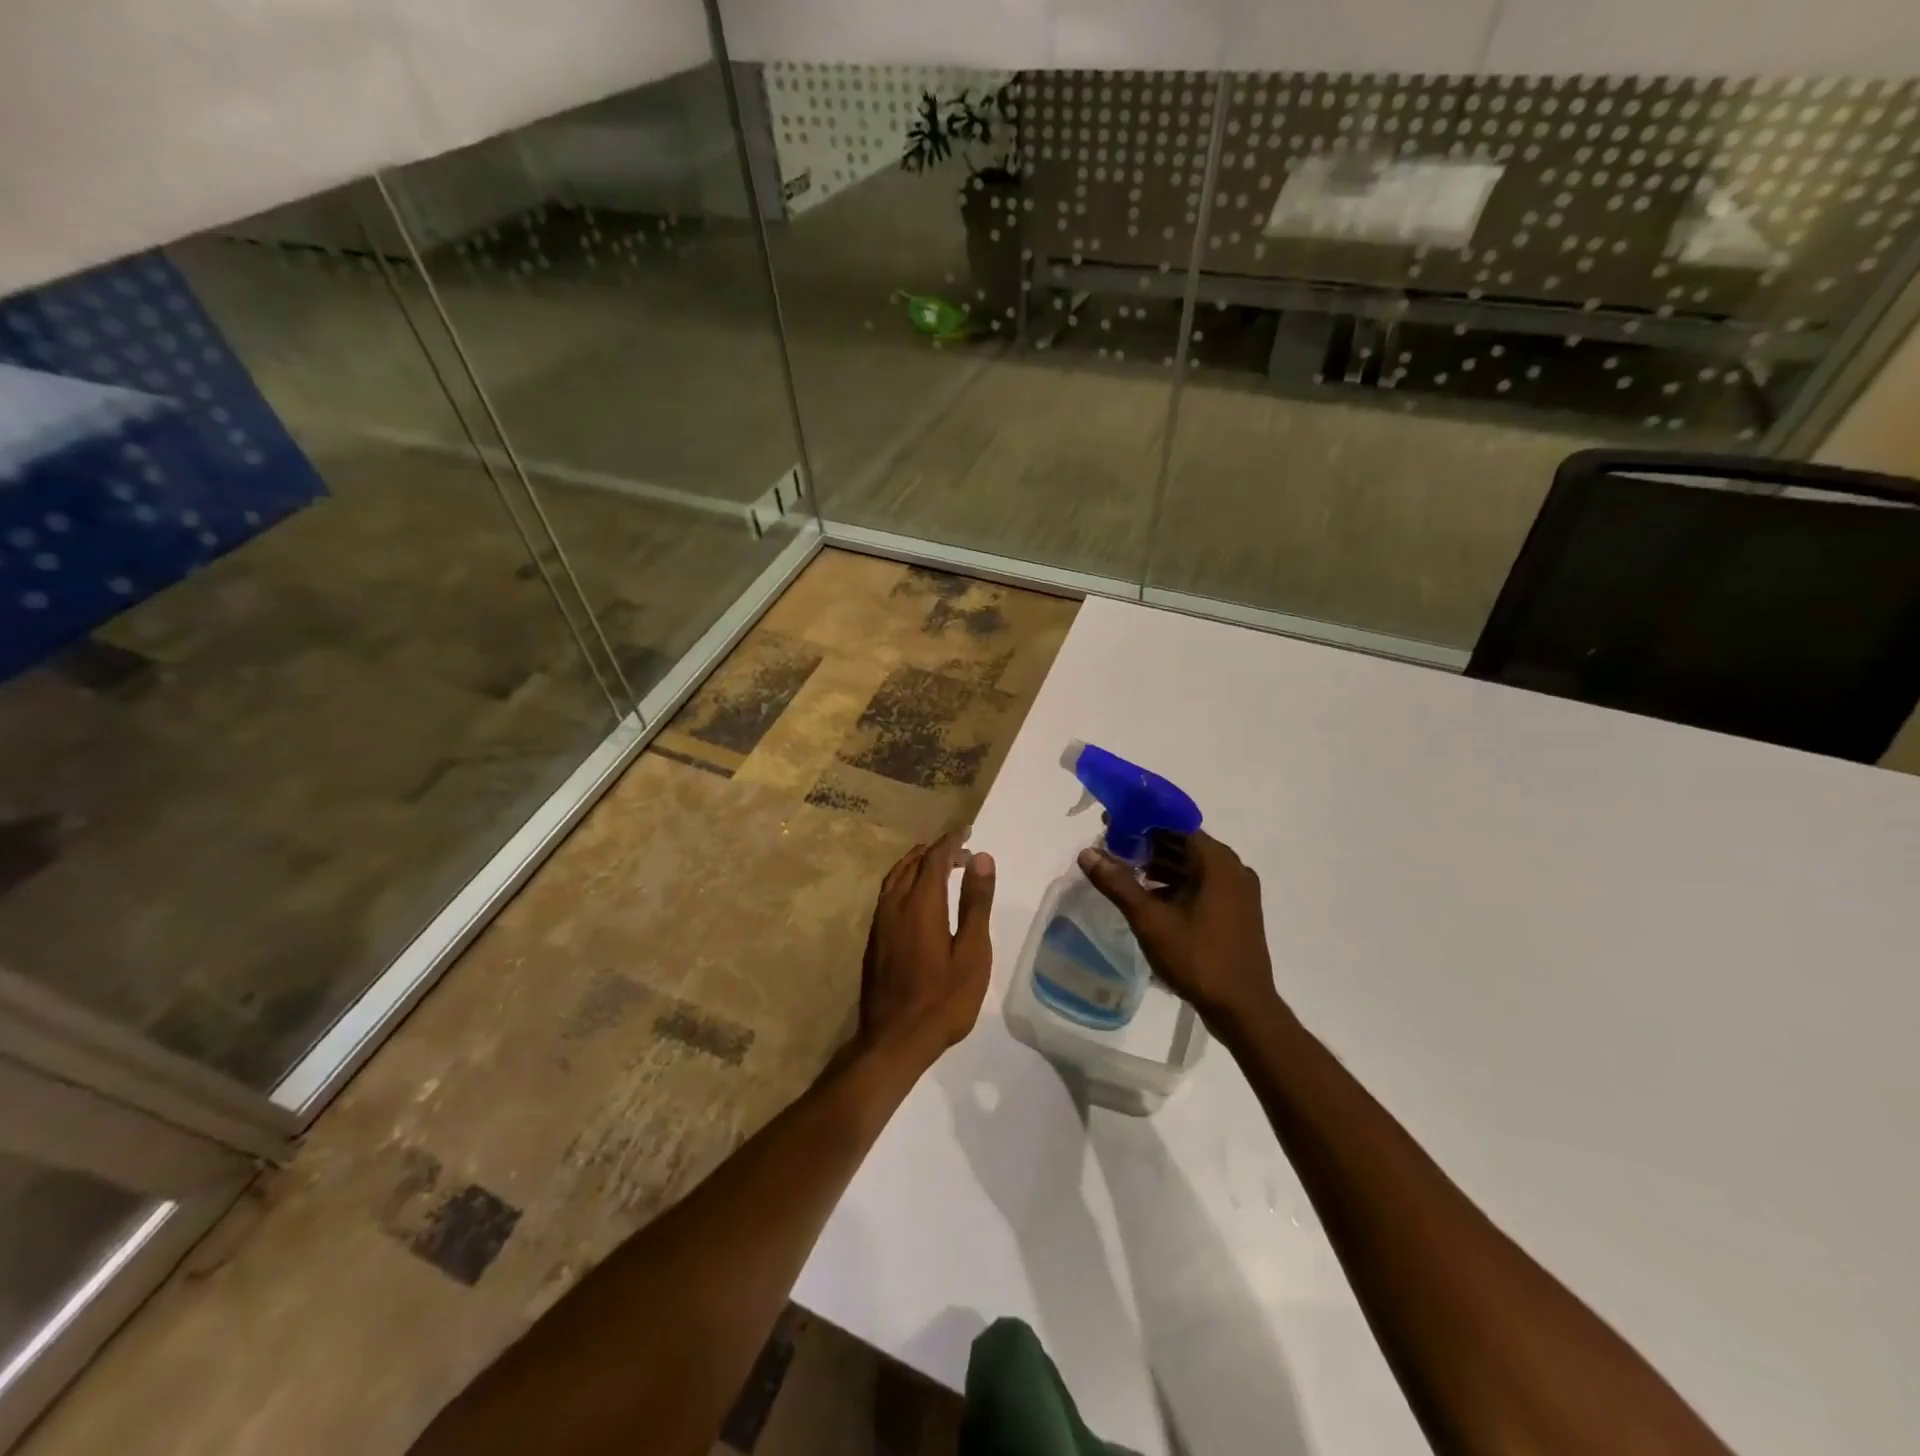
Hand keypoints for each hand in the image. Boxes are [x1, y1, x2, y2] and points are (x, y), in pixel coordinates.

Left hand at [859, 827, 995, 1062]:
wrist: (894, 1041)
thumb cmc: (943, 1000)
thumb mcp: (972, 953)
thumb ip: (975, 903)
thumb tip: (981, 858)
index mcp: (921, 903)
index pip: (935, 858)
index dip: (951, 841)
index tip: (968, 832)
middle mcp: (894, 904)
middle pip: (912, 863)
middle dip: (936, 851)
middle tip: (961, 852)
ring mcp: (880, 922)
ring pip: (895, 877)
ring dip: (917, 864)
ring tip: (938, 865)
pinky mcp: (874, 939)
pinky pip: (888, 894)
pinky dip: (905, 881)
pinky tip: (917, 897)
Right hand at [1077, 830, 1278, 1031]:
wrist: (1243, 1009)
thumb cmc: (1198, 958)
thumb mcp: (1150, 920)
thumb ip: (1118, 883)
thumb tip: (1087, 853)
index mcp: (1218, 862)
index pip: (1175, 824)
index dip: (1142, 819)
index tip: (1112, 822)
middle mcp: (1233, 869)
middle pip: (1184, 843)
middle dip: (1147, 842)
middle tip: (1112, 846)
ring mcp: (1238, 892)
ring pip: (1192, 865)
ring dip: (1160, 864)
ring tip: (1123, 870)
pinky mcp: (1237, 911)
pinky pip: (1202, 884)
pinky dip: (1175, 883)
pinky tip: (1148, 896)